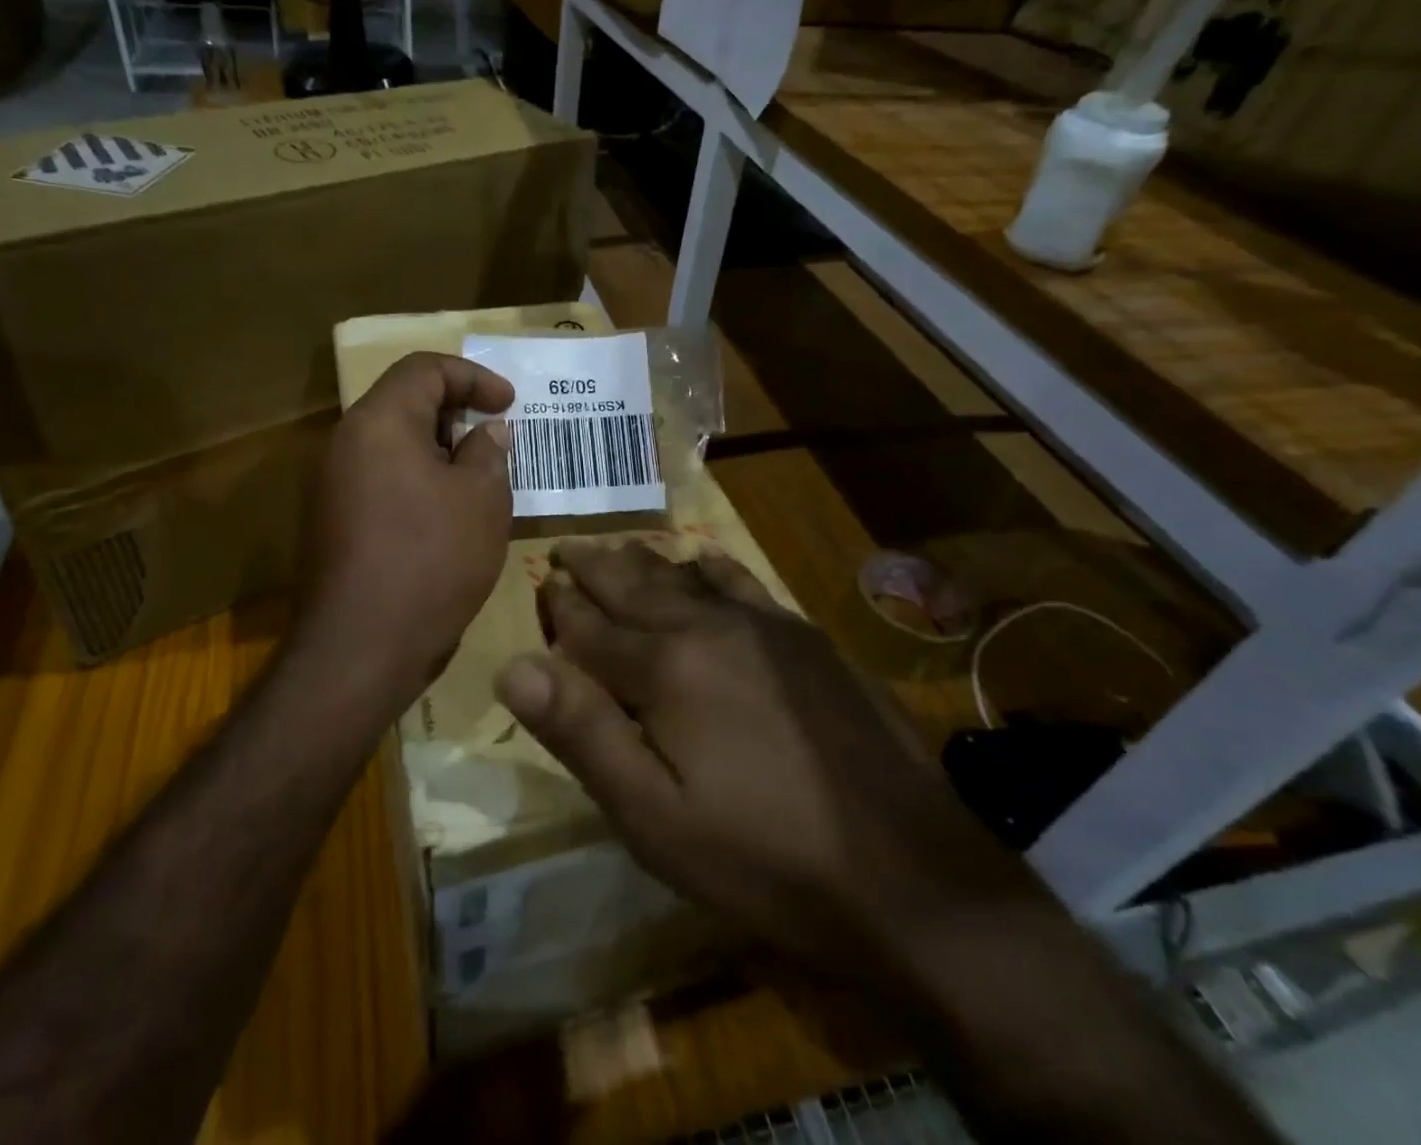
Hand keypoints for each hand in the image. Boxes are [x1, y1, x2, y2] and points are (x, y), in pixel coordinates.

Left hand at [298, 353, 514, 706]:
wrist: (361, 648)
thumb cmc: (431, 559)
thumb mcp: (482, 499)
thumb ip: (487, 452)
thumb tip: (486, 432)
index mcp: (379, 422)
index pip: (423, 368)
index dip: (473, 376)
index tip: (509, 403)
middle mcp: (345, 444)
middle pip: (404, 404)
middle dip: (456, 413)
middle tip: (497, 438)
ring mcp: (332, 486)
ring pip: (393, 446)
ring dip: (439, 451)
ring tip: (480, 478)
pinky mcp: (333, 523)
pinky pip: (381, 481)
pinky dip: (418, 482)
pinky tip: (449, 515)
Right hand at [495, 540, 1041, 993]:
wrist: (908, 872)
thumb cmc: (762, 857)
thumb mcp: (653, 816)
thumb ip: (582, 732)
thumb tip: (512, 665)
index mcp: (664, 668)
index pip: (591, 628)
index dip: (560, 607)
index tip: (540, 583)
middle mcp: (708, 627)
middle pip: (635, 587)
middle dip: (594, 568)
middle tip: (566, 548)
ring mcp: (763, 625)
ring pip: (684, 576)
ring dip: (644, 562)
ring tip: (619, 549)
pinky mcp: (805, 637)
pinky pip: (743, 580)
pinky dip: (710, 566)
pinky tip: (704, 561)